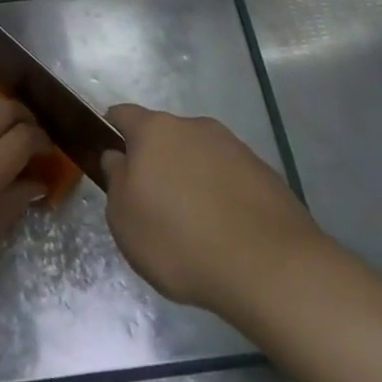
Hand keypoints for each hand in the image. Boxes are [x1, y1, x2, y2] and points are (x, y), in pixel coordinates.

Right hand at [103, 104, 326, 315]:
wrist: (270, 267)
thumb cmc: (180, 241)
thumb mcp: (125, 220)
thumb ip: (115, 181)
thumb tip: (119, 158)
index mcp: (155, 131)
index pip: (123, 114)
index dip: (112, 133)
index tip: (112, 162)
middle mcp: (194, 127)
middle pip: (164, 136)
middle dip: (155, 161)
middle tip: (153, 203)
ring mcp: (234, 147)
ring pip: (199, 155)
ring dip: (190, 177)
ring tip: (193, 223)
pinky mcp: (264, 172)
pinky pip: (229, 176)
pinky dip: (221, 194)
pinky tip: (225, 231)